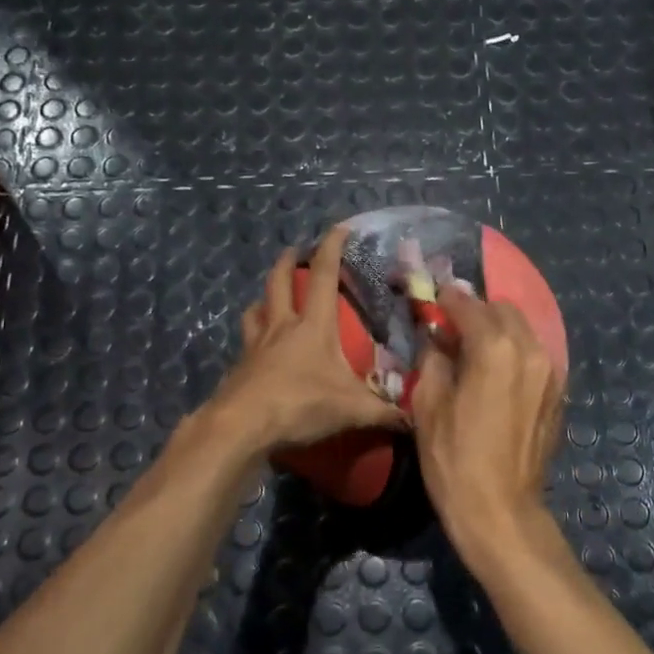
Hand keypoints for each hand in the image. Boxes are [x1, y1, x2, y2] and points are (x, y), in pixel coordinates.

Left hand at [207, 224, 406, 454]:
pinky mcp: (240, 367)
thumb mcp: (352, 410)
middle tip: (294, 251)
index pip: (324, 275)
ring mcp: (255, 345)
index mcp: (313, 326)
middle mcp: (281, 327)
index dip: (332, 248)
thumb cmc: (300, 404)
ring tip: (270, 300)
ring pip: (256, 310)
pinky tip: (259, 351)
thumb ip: (384, 413)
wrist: (242, 426)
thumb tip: (413, 421)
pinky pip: (246, 343)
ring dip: (264, 298)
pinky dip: (253, 338)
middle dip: (287, 261)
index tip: (339, 227)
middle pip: (278, 282)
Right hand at [410, 287, 565, 562]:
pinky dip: (513, 351)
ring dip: (497, 330)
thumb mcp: (428, 406)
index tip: (433, 298)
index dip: (447, 299)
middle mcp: (530, 350)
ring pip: (522, 331)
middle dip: (476, 311)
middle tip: (451, 326)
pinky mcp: (557, 393)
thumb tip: (437, 339)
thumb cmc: (455, 459)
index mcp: (495, 348)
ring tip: (472, 348)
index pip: (469, 305)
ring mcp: (551, 372)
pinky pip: (533, 355)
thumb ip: (433, 359)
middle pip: (503, 310)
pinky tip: (494, 372)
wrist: (500, 510)